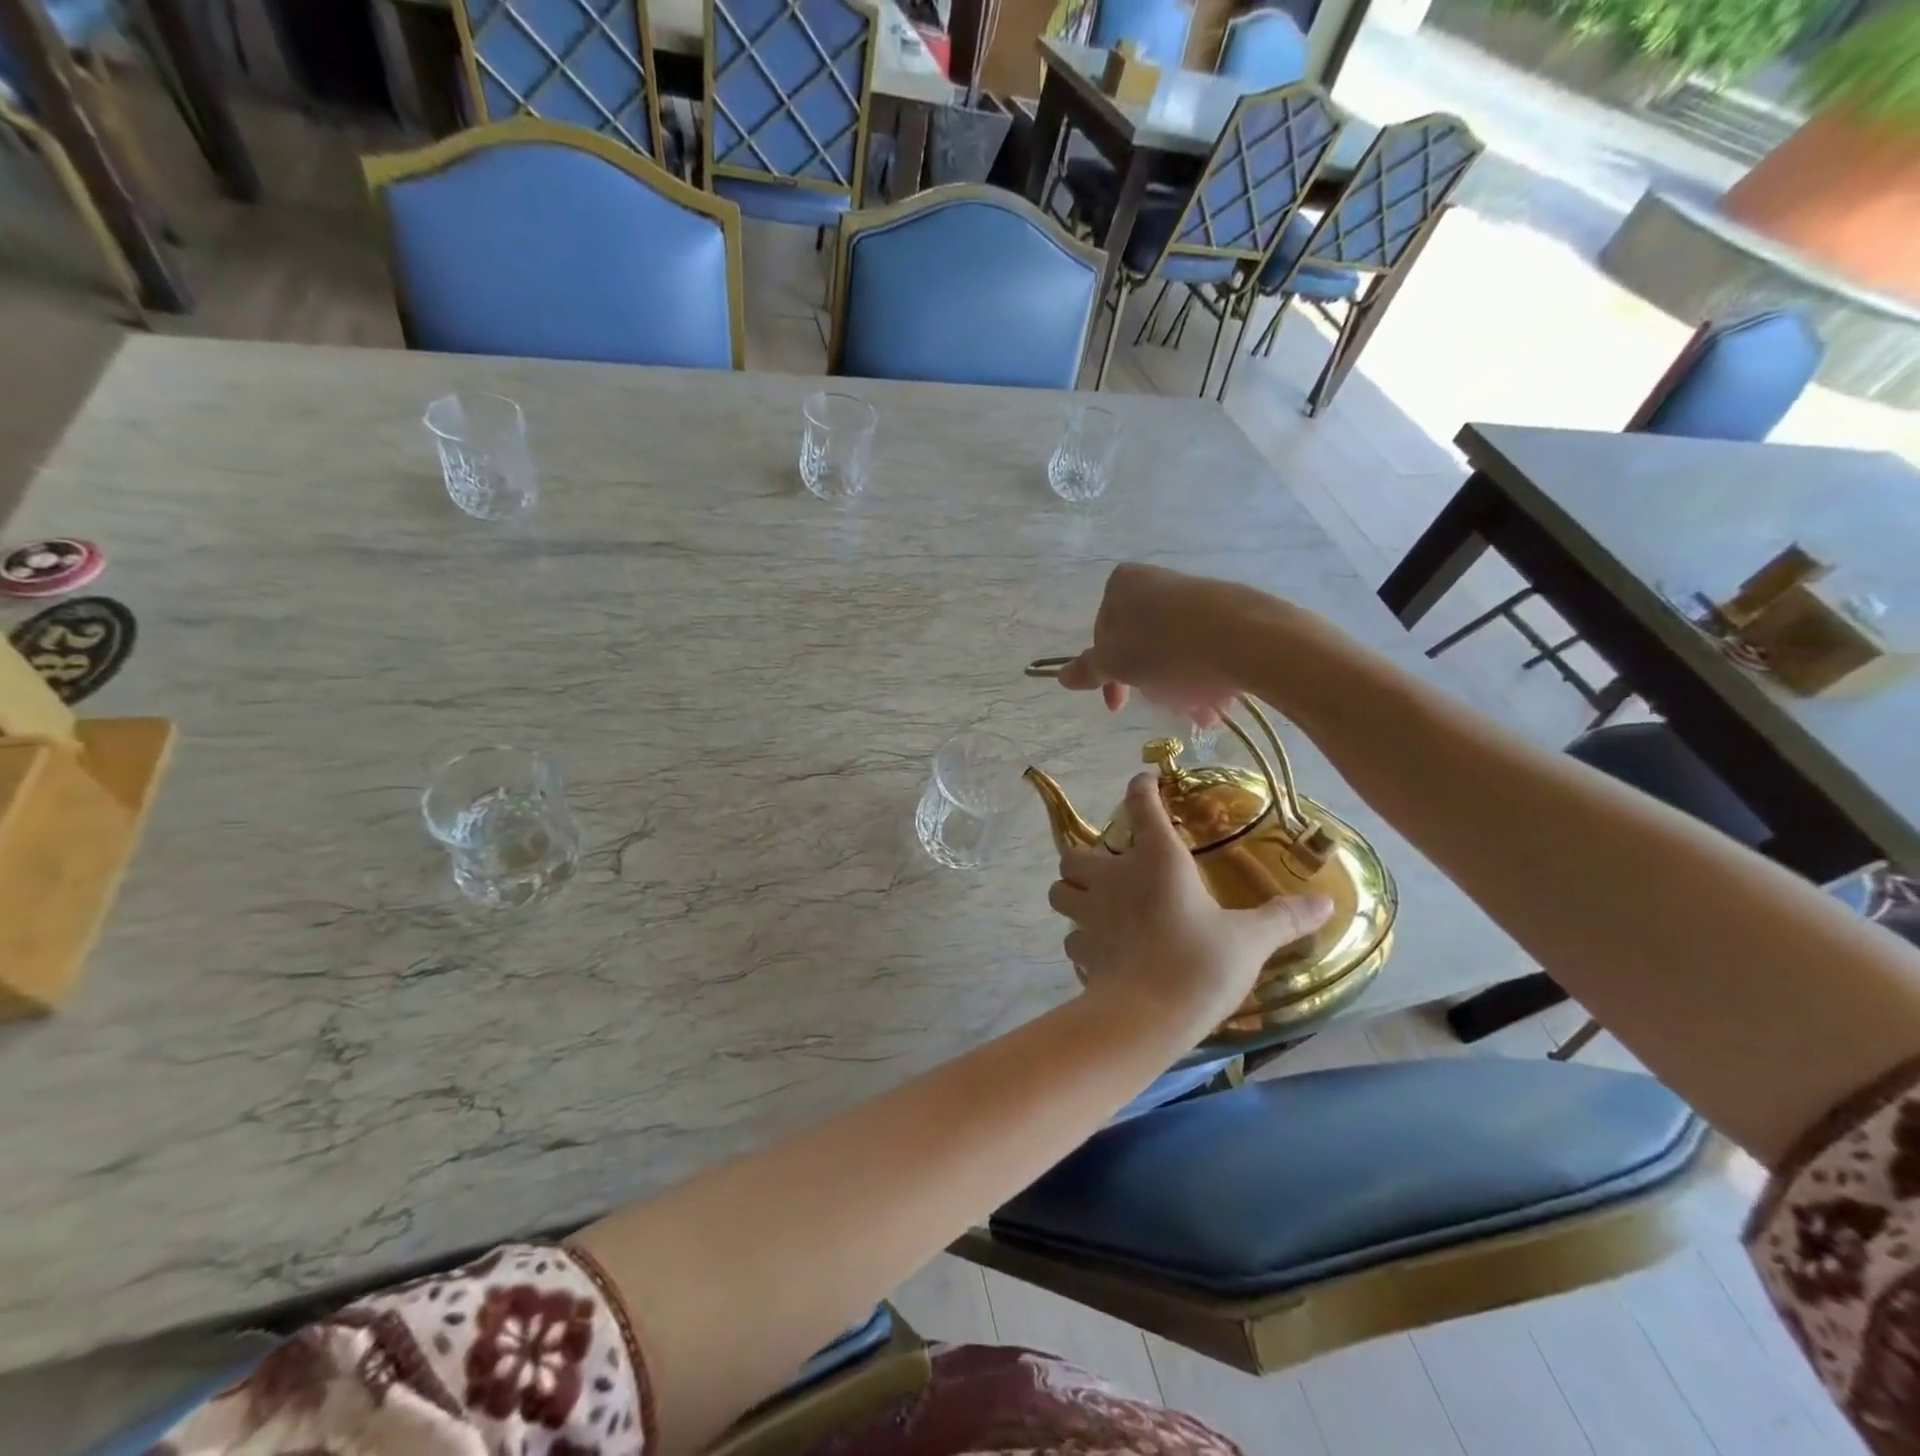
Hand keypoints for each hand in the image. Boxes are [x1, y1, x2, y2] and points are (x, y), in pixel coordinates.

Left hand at [1047, 774, 1335, 1039]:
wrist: (1147, 1018)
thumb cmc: (1199, 965)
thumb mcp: (1250, 940)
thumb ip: (1284, 918)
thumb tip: (1327, 902)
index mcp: (1157, 861)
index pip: (1141, 807)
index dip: (1140, 789)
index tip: (1144, 781)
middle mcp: (1113, 879)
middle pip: (1074, 852)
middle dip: (1084, 856)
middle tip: (1107, 868)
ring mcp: (1089, 915)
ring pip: (1059, 892)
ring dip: (1071, 893)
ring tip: (1092, 903)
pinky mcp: (1080, 952)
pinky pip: (1070, 938)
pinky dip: (1081, 939)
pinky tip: (1101, 950)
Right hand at [1056, 564, 1248, 720]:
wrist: (1244, 637)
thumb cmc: (1164, 646)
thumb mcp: (1115, 662)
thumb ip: (1088, 669)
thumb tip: (1061, 676)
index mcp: (1122, 584)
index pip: (1102, 636)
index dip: (1108, 676)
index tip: (1118, 705)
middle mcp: (1157, 583)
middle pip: (1141, 647)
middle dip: (1151, 685)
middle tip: (1165, 704)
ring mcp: (1195, 596)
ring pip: (1175, 655)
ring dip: (1180, 689)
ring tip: (1197, 708)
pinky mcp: (1230, 612)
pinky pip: (1206, 651)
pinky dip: (1206, 678)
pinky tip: (1216, 700)